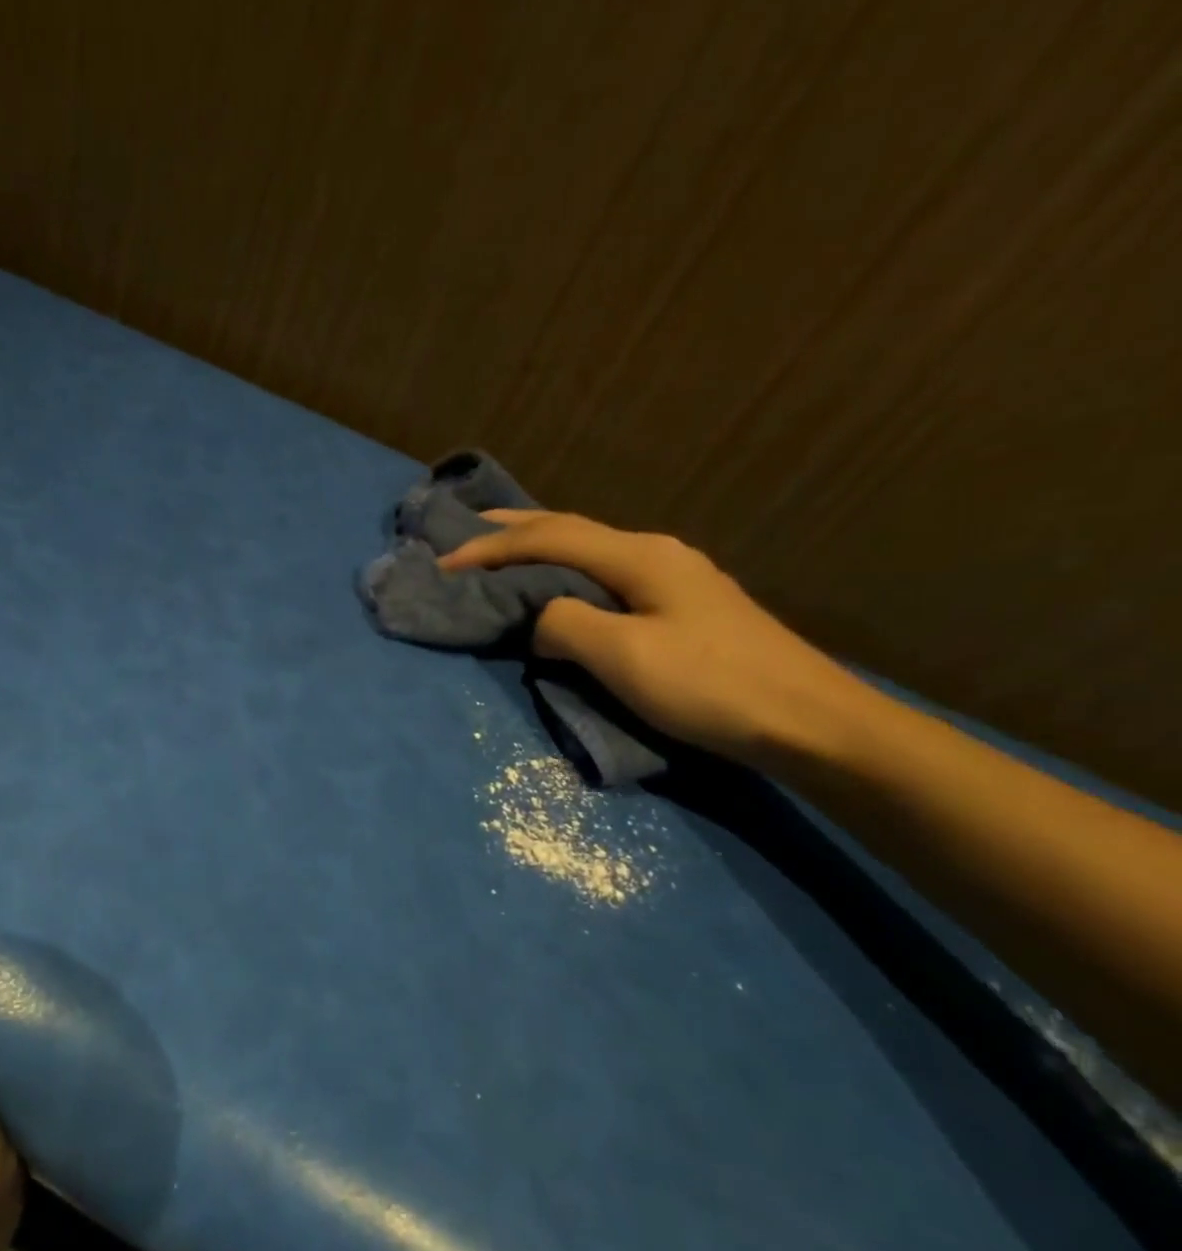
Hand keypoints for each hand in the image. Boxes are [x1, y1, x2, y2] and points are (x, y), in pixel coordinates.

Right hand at [439, 512, 867, 767]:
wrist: (809, 722)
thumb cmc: (711, 686)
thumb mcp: (623, 656)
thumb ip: (564, 623)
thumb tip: (541, 617)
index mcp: (639, 556)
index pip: (548, 537)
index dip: (489, 547)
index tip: (441, 563)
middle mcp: (655, 552)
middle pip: (570, 528)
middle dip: (512, 528)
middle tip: (464, 529)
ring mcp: (673, 577)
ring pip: (589, 549)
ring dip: (539, 546)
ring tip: (500, 550)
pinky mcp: (682, 605)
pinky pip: (605, 574)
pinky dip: (565, 570)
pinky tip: (558, 582)